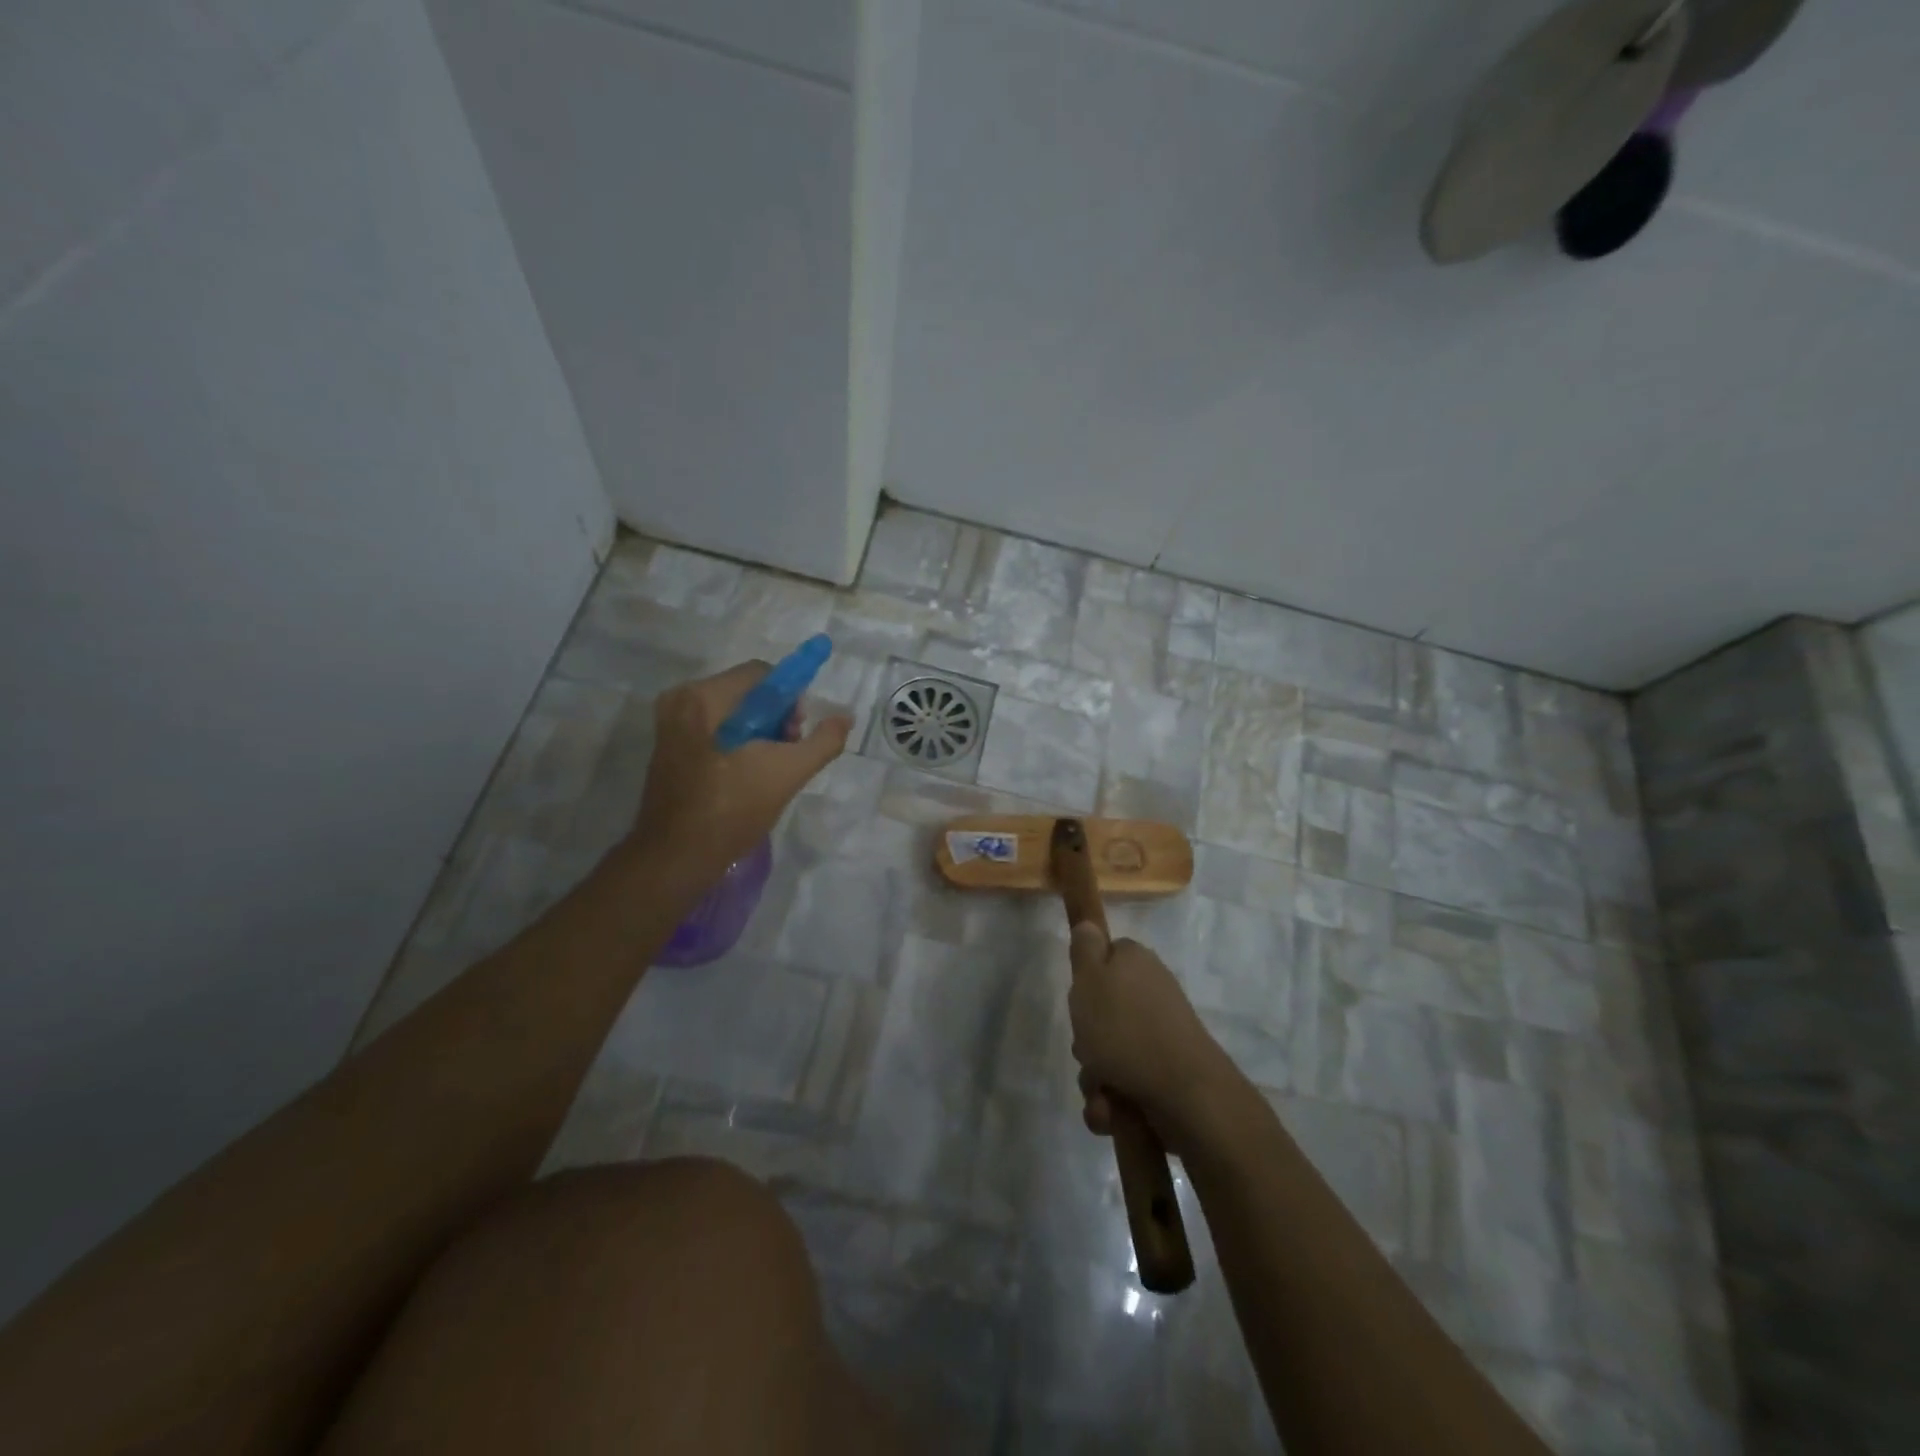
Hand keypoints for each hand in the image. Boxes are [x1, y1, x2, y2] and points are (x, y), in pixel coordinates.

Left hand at [630, 661, 851, 890]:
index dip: (790, 700)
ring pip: (732, 712)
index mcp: (704, 697)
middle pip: (748, 692)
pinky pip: (715, 728)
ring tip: (768, 770)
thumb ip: (823, 741)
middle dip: (775, 719)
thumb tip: (845, 717)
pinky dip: (737, 743)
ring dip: (759, 733)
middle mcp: (681, 700)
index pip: (763, 674)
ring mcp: (670, 723)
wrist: (676, 857)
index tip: (796, 734)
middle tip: (785, 754)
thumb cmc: (731, 810)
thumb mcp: (788, 773)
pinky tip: (746, 775)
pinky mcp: (668, 746)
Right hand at [1068, 922, 1236, 1153]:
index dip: (1086, 979)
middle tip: (1087, 1048)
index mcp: (1135, 962)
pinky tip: (1112, 1111)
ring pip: (1108, 1053)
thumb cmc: (1126, 1029)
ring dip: (1095, 1077)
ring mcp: (1161, 1034)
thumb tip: (1089, 924)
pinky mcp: (1165, 1072)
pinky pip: (1124, 1084)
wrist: (1185, 1094)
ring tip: (1102, 1092)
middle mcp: (1151, 992)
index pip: (1104, 957)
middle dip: (1087, 1039)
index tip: (1079, 999)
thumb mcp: (1089, 979)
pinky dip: (1113, 1101)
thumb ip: (1084, 949)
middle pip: (1102, 1011)